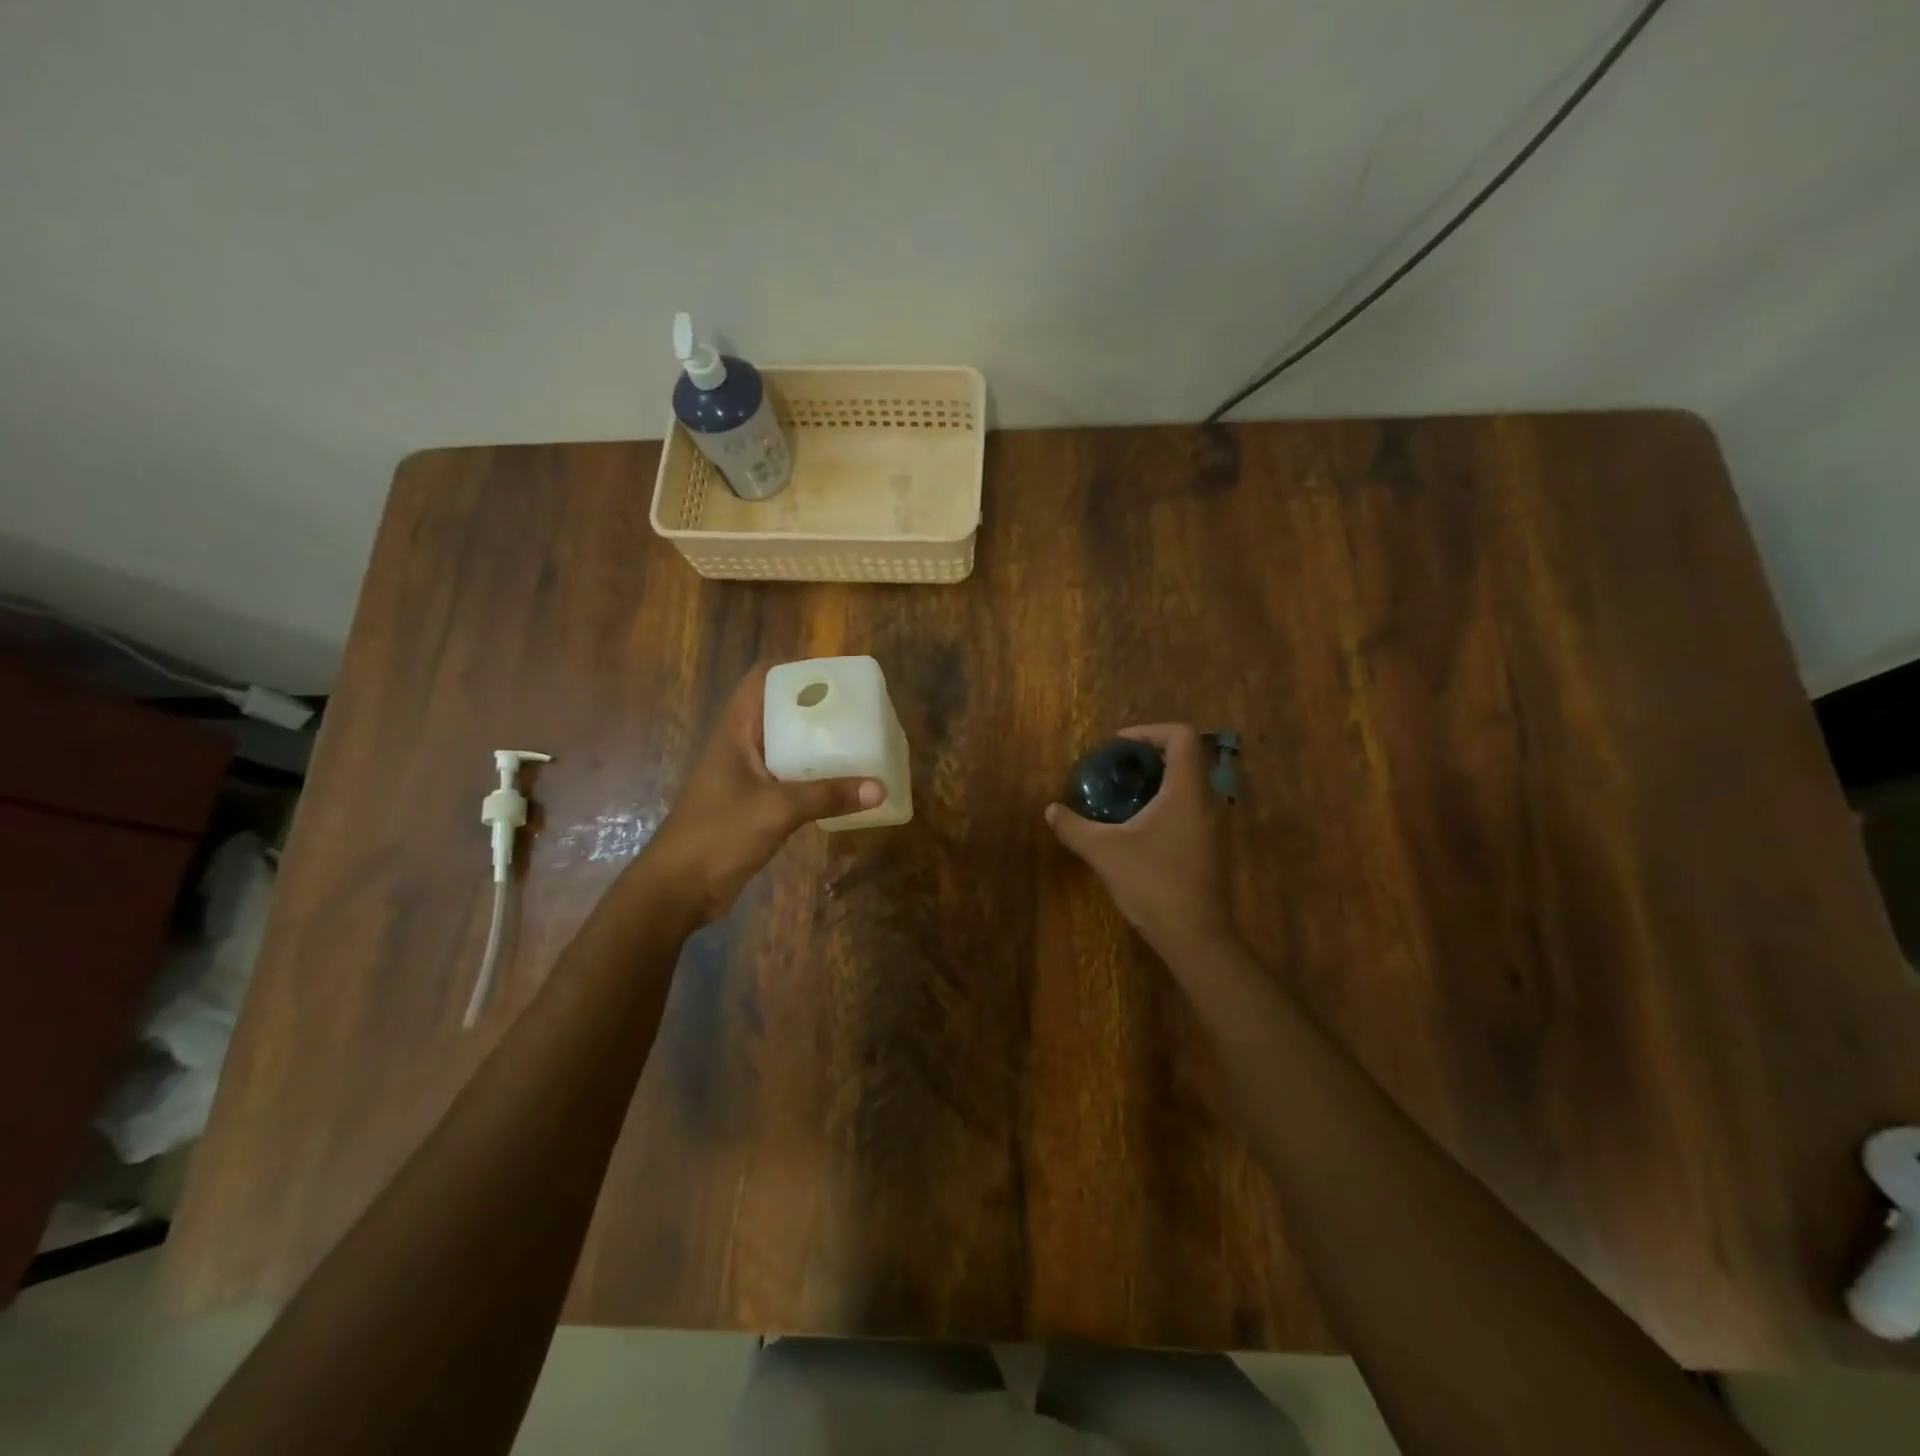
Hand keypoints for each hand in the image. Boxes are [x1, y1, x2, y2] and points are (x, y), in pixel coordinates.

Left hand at [643, 664, 882, 923]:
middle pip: (779, 713)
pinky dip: (813, 778)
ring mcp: (745, 777)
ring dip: (817, 746)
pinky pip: (789, 780)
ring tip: (858, 742)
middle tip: (857, 711)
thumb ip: (827, 796)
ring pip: (786, 748)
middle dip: (816, 709)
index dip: (794, 671)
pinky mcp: (752, 804)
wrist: (678, 888)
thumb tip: (879, 787)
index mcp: (735, 732)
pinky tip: (842, 785)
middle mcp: (740, 747)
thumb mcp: (777, 809)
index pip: (761, 681)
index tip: (834, 675)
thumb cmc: (718, 834)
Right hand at [1045, 724, 1235, 955]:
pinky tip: (1137, 825)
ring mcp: (1212, 824)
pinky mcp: (1209, 845)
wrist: (1195, 935)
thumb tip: (1051, 810)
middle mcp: (1206, 800)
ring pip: (1189, 783)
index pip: (1181, 736)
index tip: (1120, 745)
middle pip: (1187, 756)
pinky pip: (1189, 806)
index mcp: (1186, 790)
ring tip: (1123, 792)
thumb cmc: (1153, 883)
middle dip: (1151, 754)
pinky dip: (1165, 802)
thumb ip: (1074, 827)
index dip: (1150, 731)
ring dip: (1159, 779)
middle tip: (1118, 766)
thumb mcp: (1104, 852)